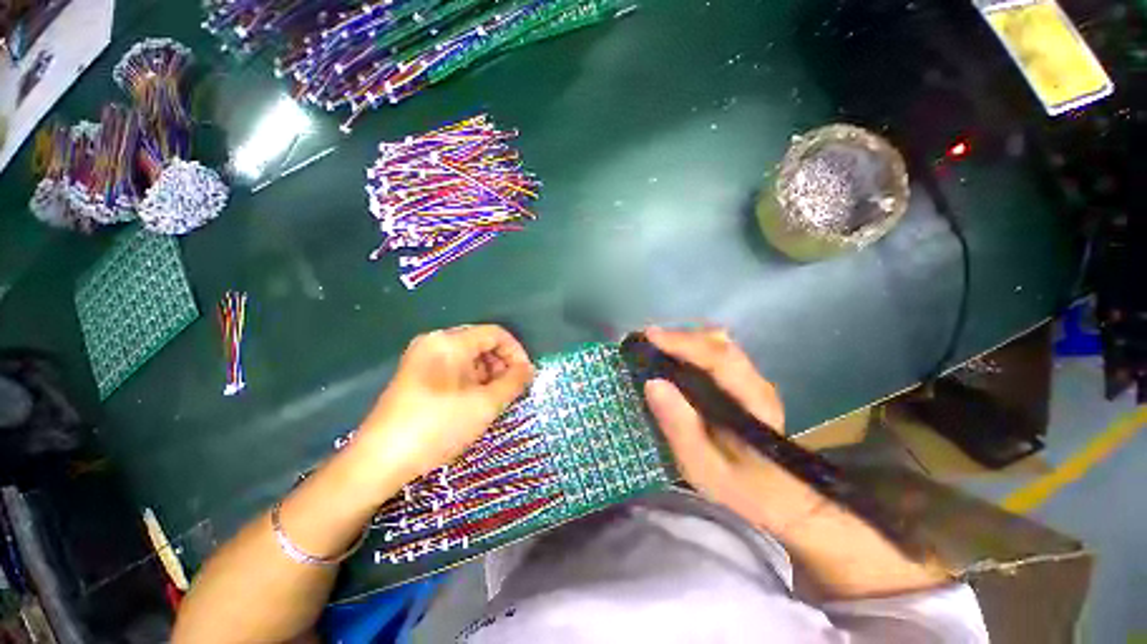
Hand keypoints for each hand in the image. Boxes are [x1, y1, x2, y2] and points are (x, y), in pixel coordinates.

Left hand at [356, 325, 533, 482]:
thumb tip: (529, 370)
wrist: (379, 462)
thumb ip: (513, 382)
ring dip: (488, 375)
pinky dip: (471, 381)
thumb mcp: (485, 405)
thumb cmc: (437, 427)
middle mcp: (434, 342)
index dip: (516, 352)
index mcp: (450, 342)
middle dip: (502, 365)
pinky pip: (454, 368)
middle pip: (481, 343)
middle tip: (512, 391)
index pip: (495, 334)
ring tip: (496, 400)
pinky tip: (475, 402)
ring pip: (468, 357)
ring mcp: (422, 358)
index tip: (527, 376)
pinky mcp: (416, 375)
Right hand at [642, 327, 824, 538]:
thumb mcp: (702, 467)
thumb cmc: (741, 489)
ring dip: (684, 341)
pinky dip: (690, 350)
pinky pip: (714, 354)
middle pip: (719, 344)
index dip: (683, 343)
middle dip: (680, 337)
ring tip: (655, 348)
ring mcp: (751, 381)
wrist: (780, 499)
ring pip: (717, 345)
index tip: (651, 336)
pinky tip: (672, 359)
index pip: (719, 358)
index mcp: (753, 402)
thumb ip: (679, 427)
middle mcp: (755, 383)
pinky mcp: (743, 384)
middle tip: (647, 343)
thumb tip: (653, 383)